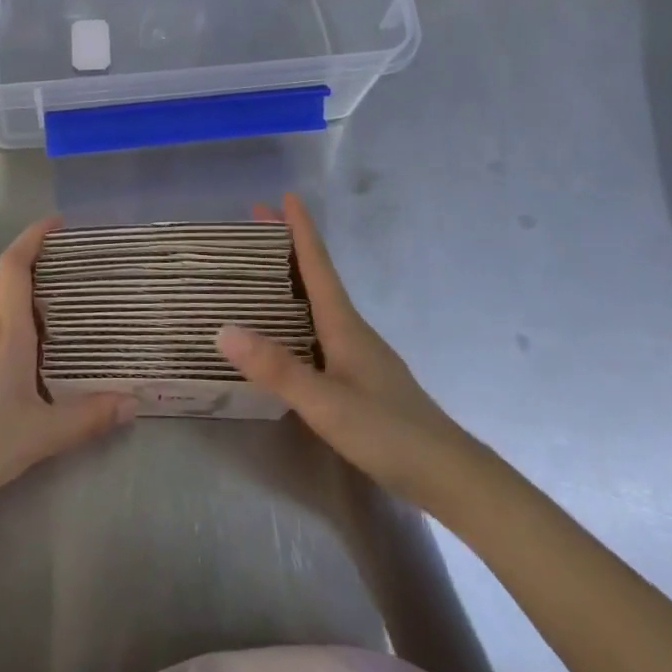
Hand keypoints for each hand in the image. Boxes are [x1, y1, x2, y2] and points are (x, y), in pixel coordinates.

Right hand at [217, 194, 469, 502]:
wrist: (449, 475)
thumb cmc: (388, 432)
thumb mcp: (325, 403)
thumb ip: (276, 368)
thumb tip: (223, 329)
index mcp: (343, 324)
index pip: (317, 264)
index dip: (300, 229)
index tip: (283, 196)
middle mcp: (351, 329)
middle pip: (316, 275)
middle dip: (287, 246)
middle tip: (255, 223)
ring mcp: (358, 353)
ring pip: (318, 302)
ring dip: (291, 278)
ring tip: (259, 269)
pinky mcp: (360, 377)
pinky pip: (319, 328)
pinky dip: (297, 313)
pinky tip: (285, 331)